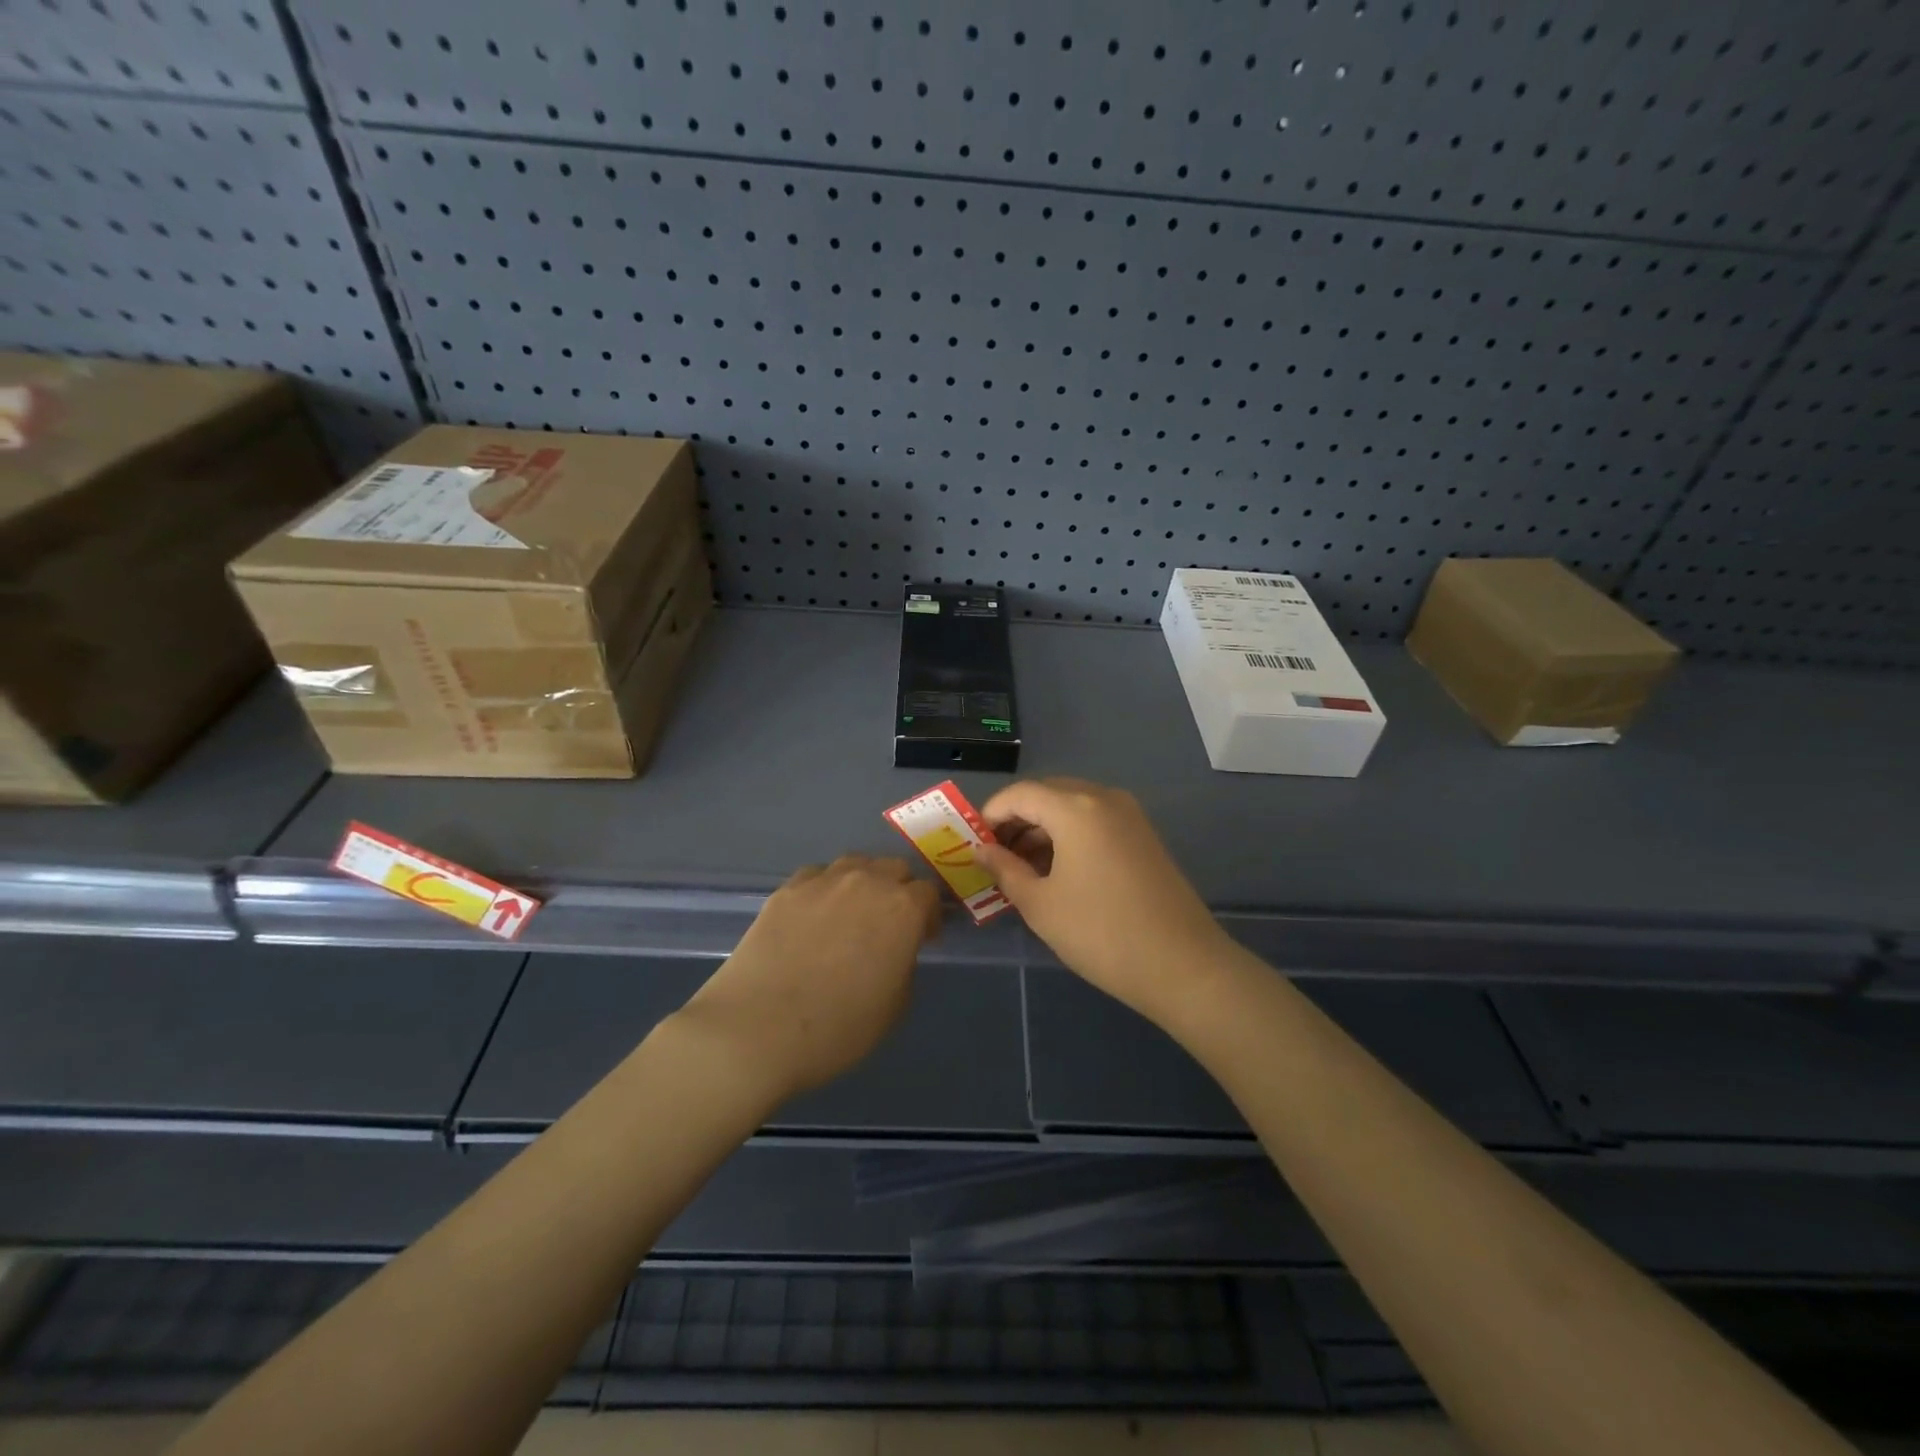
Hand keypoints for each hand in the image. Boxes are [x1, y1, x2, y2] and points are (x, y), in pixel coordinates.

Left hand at [677, 856, 941, 1101]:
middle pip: (894, 869)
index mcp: (903, 909)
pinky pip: (817, 876)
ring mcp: (823, 881)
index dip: (928, 916)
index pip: (928, 894)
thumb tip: (894, 949)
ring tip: (851, 914)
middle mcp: (867, 882)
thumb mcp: (894, 1007)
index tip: (922, 938)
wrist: (756, 1029)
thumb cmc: (837, 1028)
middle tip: (889, 925)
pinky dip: (824, 889)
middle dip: (899, 891)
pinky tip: (813, 917)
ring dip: (863, 883)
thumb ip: (903, 964)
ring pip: (855, 865)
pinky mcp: (786, 889)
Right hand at [974, 778, 1231, 1025]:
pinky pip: (1096, 819)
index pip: (1020, 793)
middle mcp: (1104, 798)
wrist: (1182, 965)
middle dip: (1017, 819)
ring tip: (1023, 868)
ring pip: (1073, 806)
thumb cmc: (1101, 933)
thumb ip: (1005, 870)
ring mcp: (1130, 815)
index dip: (991, 814)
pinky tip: (1059, 870)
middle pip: (1047, 793)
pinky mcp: (1144, 835)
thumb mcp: (1040, 904)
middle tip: (996, 856)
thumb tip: (981, 850)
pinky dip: (1070, 834)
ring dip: (1043, 827)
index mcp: (1075, 808)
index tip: (974, 845)